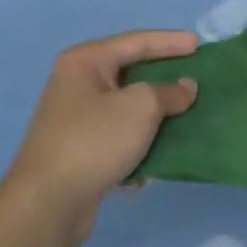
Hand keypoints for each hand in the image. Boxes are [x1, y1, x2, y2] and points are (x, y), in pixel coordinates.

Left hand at [5, 30, 199, 243]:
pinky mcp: (79, 152)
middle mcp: (76, 85)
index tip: (199, 43)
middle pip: (130, 73)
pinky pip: (118, 138)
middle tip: (196, 77)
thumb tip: (186, 87)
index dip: (170, 42)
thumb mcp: (140, 108)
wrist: (47, 204)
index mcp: (85, 62)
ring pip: (126, 109)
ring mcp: (76, 120)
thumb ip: (168, 92)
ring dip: (155, 115)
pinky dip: (139, 144)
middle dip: (164, 78)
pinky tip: (159, 158)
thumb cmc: (94, 140)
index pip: (136, 42)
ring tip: (187, 116)